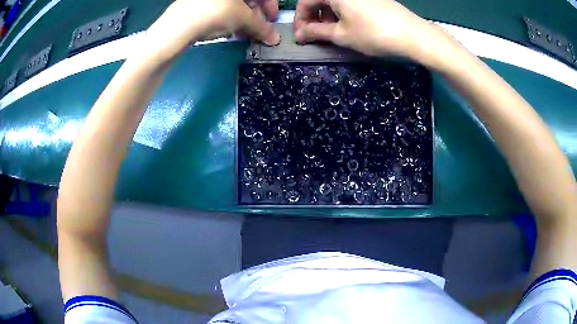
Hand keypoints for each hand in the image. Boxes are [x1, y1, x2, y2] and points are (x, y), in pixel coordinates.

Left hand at [144, 0, 280, 60]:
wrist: (177, 26)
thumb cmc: (215, 13)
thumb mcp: (243, 19)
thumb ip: (262, 27)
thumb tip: (275, 39)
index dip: (270, 6)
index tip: (272, 20)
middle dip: (256, 15)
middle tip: (258, 30)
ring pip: (234, 5)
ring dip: (243, 20)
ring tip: (243, 34)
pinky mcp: (198, 4)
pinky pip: (220, 9)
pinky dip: (228, 19)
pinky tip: (228, 31)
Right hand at [294, 0, 451, 64]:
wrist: (413, 35)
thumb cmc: (373, 34)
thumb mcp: (341, 35)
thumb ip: (316, 32)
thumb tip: (299, 34)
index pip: (306, 1)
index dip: (300, 19)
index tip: (300, 36)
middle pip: (320, 0)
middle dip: (314, 18)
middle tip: (315, 36)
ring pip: (335, 1)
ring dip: (328, 16)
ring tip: (332, 33)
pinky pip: (349, 2)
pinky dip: (343, 13)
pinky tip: (348, 26)